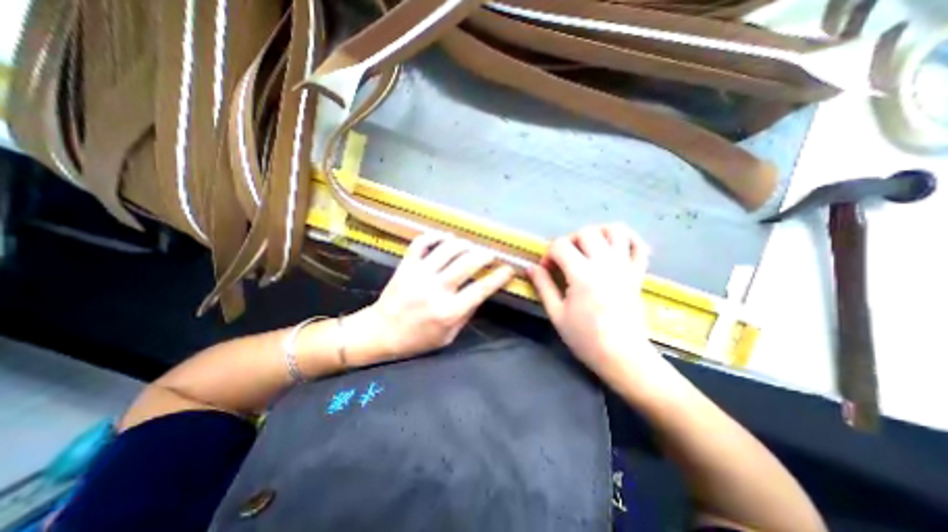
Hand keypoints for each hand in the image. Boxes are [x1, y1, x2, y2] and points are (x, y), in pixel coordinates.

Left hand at [357, 232, 515, 364]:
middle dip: (485, 255)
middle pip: (467, 263)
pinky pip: (421, 243)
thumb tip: (480, 292)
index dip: (498, 277)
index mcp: (448, 311)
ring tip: (470, 246)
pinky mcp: (405, 266)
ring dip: (464, 244)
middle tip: (491, 254)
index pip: (481, 289)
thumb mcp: (448, 336)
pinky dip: (435, 236)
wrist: (380, 332)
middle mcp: (436, 290)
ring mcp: (419, 275)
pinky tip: (446, 238)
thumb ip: (466, 314)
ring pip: (448, 249)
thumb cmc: (417, 339)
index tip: (509, 269)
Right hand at [531, 224, 661, 385]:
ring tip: (588, 247)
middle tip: (565, 258)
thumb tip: (530, 267)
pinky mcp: (638, 273)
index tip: (547, 270)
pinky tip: (615, 247)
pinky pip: (639, 246)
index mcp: (582, 274)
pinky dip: (628, 239)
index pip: (560, 246)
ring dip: (598, 233)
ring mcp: (625, 267)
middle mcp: (605, 264)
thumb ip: (543, 286)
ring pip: (615, 231)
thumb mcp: (556, 313)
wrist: (622, 355)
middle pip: (586, 232)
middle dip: (569, 240)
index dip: (549, 254)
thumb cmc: (585, 338)